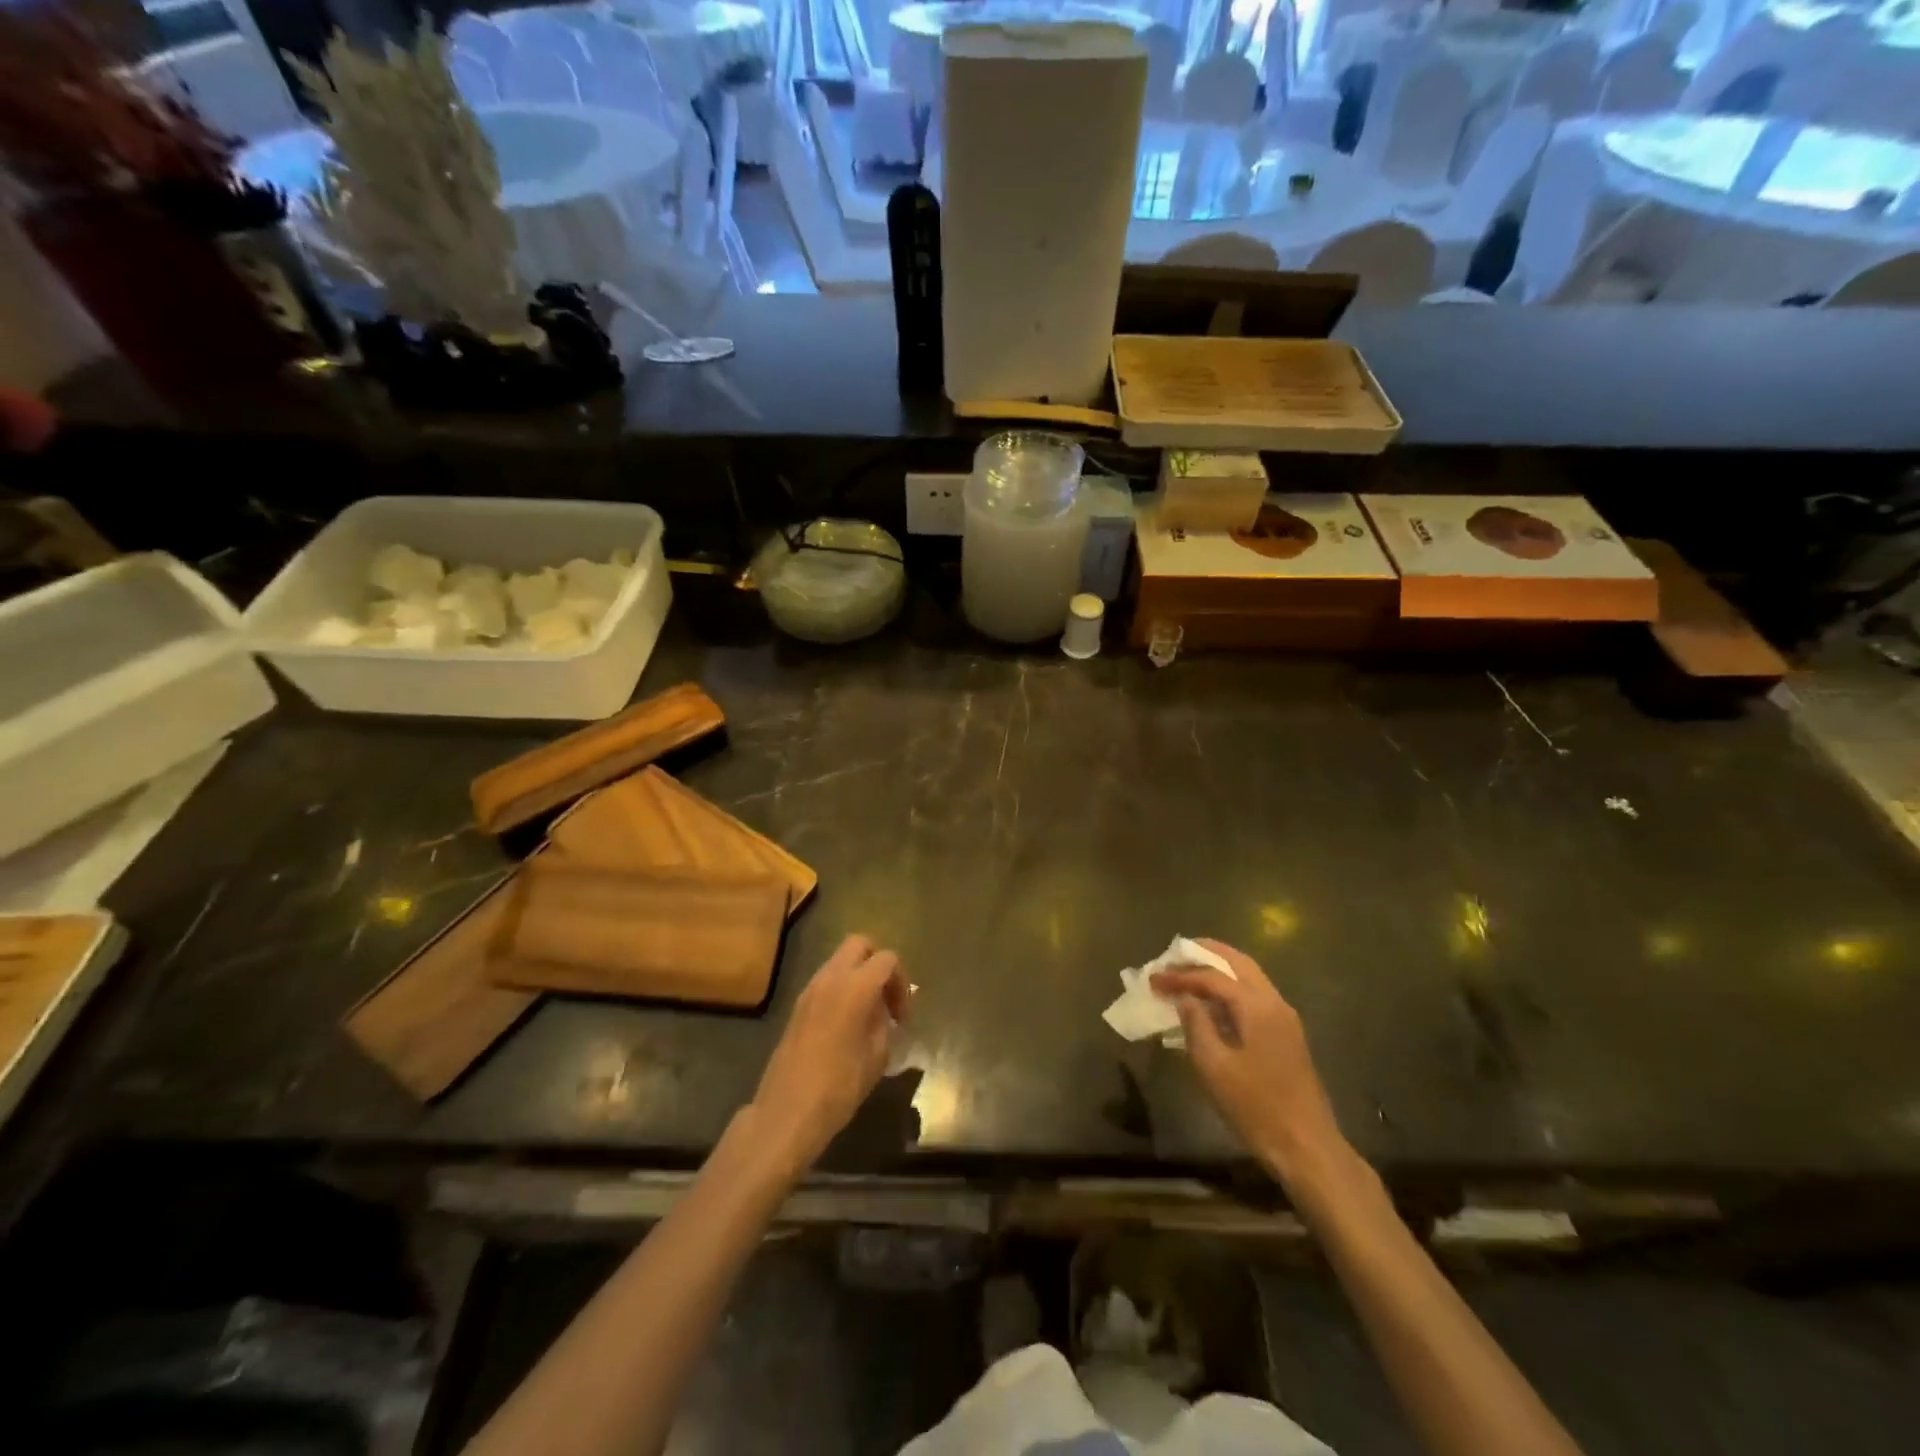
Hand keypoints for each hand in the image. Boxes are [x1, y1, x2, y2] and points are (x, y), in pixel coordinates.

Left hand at [749, 934, 908, 1175]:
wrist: (787, 1112)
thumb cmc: (839, 1087)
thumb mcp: (876, 1056)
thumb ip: (884, 1023)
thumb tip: (883, 1010)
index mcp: (855, 986)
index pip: (887, 959)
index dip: (901, 983)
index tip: (903, 1017)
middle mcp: (830, 978)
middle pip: (859, 944)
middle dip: (878, 964)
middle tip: (886, 998)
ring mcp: (809, 990)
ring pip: (839, 961)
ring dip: (858, 976)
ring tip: (868, 1013)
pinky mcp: (797, 1007)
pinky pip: (825, 981)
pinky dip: (841, 989)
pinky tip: (847, 1024)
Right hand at [1151, 940, 1346, 1186]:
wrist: (1306, 1146)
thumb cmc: (1256, 1106)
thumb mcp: (1214, 1066)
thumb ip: (1196, 1024)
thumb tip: (1184, 998)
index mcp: (1256, 1006)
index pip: (1212, 976)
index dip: (1180, 975)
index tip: (1153, 979)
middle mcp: (1274, 1002)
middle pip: (1238, 963)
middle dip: (1205, 954)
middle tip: (1174, 954)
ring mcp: (1284, 1018)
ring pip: (1249, 977)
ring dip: (1219, 969)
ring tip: (1188, 971)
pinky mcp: (1286, 1034)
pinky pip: (1254, 995)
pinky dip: (1230, 987)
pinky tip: (1211, 1001)